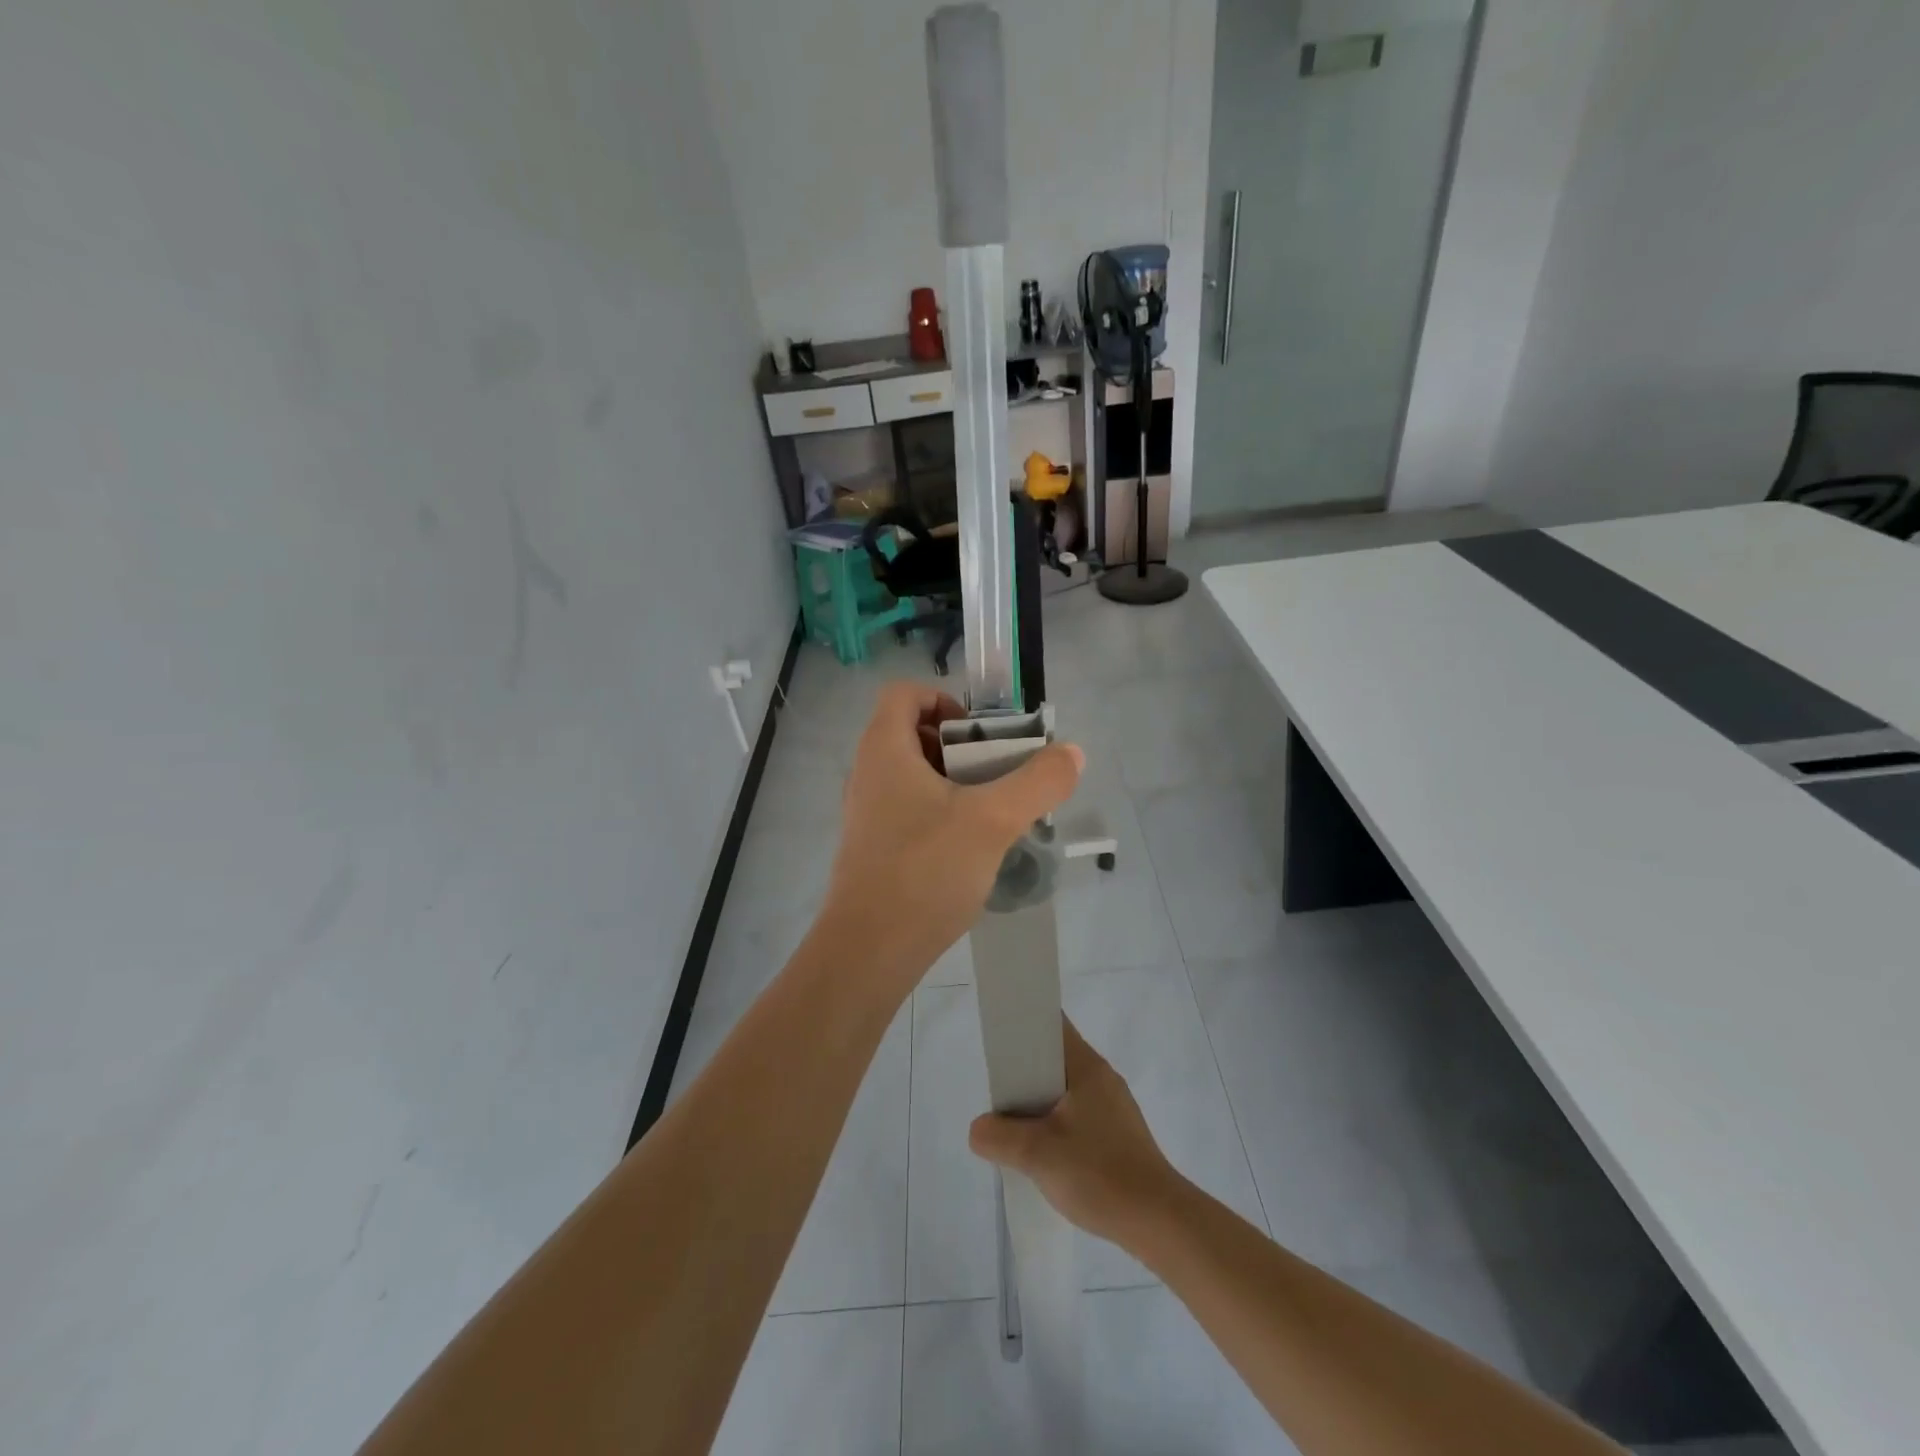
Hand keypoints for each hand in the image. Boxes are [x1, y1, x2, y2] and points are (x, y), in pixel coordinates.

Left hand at [815, 682, 1082, 993]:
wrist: (869, 951)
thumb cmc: (926, 870)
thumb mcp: (993, 820)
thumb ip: (1038, 781)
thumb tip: (1073, 753)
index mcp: (884, 749)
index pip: (905, 693)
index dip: (944, 700)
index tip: (980, 736)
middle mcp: (867, 773)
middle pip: (913, 733)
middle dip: (960, 747)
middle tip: (997, 774)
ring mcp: (865, 812)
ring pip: (912, 775)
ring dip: (954, 783)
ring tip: (992, 813)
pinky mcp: (871, 847)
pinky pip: (907, 810)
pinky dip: (940, 813)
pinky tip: (969, 848)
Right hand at [967, 1019, 1181, 1246]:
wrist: (1159, 1221)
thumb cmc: (1099, 1174)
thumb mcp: (1037, 1155)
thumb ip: (999, 1137)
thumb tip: (978, 1129)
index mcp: (1086, 1067)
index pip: (1052, 1024)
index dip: (1023, 1023)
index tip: (997, 1039)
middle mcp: (1102, 1077)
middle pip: (1055, 1058)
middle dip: (1023, 1072)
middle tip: (997, 1094)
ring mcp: (1113, 1106)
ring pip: (1065, 1090)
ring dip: (1039, 1103)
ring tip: (1014, 1127)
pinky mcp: (1118, 1134)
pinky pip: (1078, 1114)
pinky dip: (1056, 1123)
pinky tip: (1044, 1153)